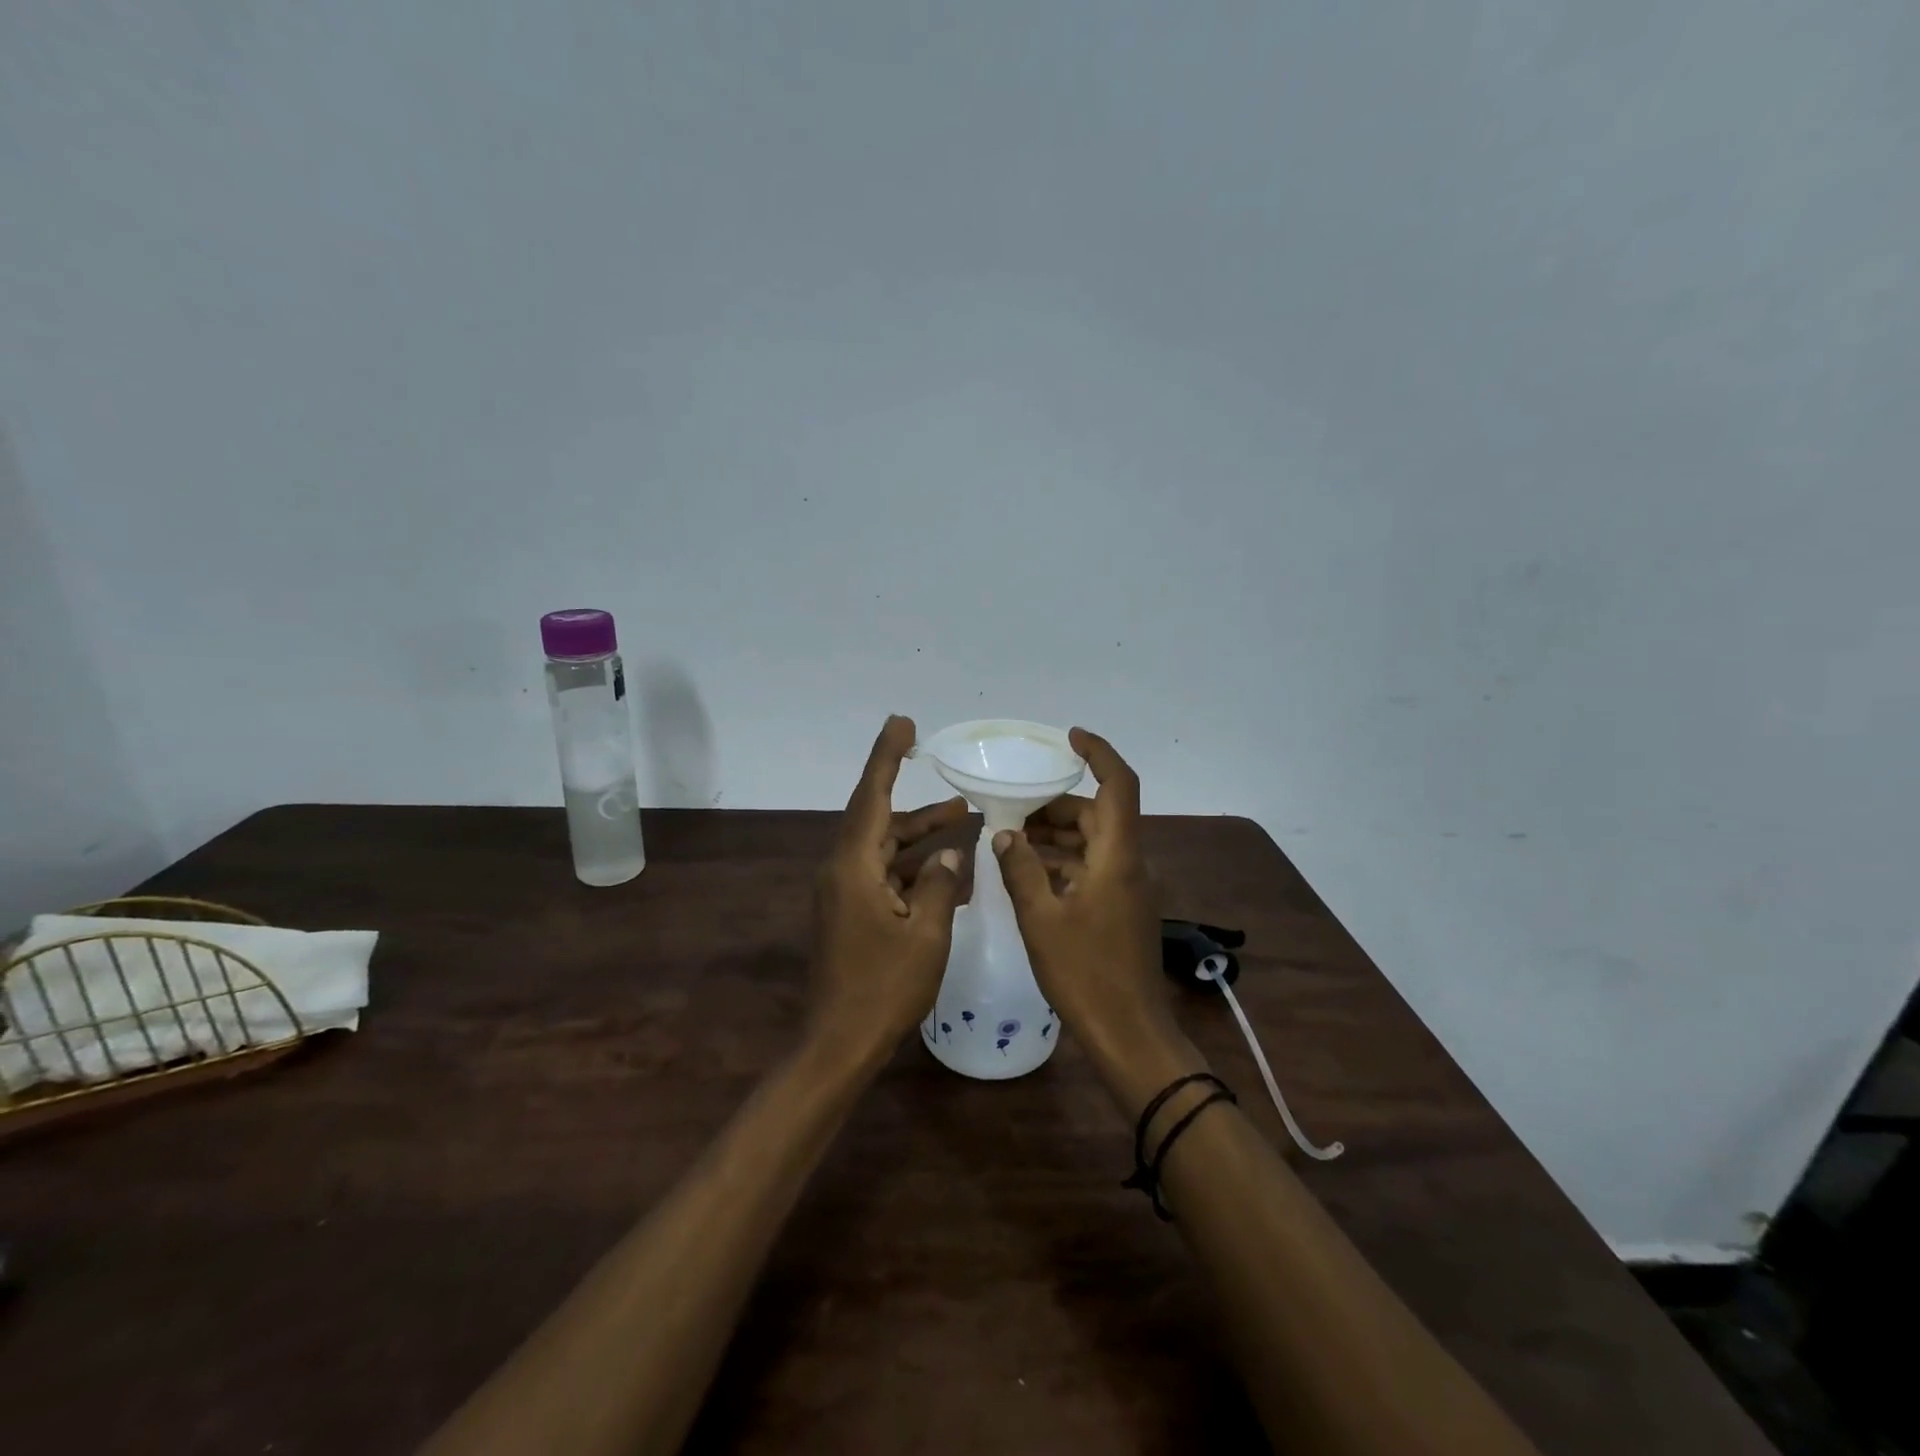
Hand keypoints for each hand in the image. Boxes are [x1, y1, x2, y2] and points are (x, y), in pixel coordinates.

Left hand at [810, 716, 968, 1062]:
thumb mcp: (926, 935)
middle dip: (922, 809)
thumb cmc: (884, 988)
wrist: (840, 1043)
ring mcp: (844, 894)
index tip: (903, 723)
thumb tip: (949, 853)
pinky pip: (885, 878)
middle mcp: (843, 871)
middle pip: (882, 822)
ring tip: (965, 824)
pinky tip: (949, 875)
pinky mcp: (851, 914)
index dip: (887, 756)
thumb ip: (940, 884)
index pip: (872, 796)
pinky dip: (914, 871)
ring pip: (886, 850)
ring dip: (921, 839)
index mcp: (853, 867)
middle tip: (960, 795)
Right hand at [992, 729, 1202, 1111]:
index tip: (1070, 737)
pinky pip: (1094, 868)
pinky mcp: (1123, 909)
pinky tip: (1030, 875)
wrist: (1129, 1033)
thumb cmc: (1085, 974)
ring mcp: (1130, 888)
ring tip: (1012, 841)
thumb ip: (1020, 869)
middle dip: (1057, 806)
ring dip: (1057, 836)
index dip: (1099, 753)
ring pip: (1094, 843)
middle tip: (1012, 810)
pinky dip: (1065, 863)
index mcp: (1118, 857)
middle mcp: (1130, 864)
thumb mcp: (1041, 919)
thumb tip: (1005, 833)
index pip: (1118, 785)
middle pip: (1098, 814)